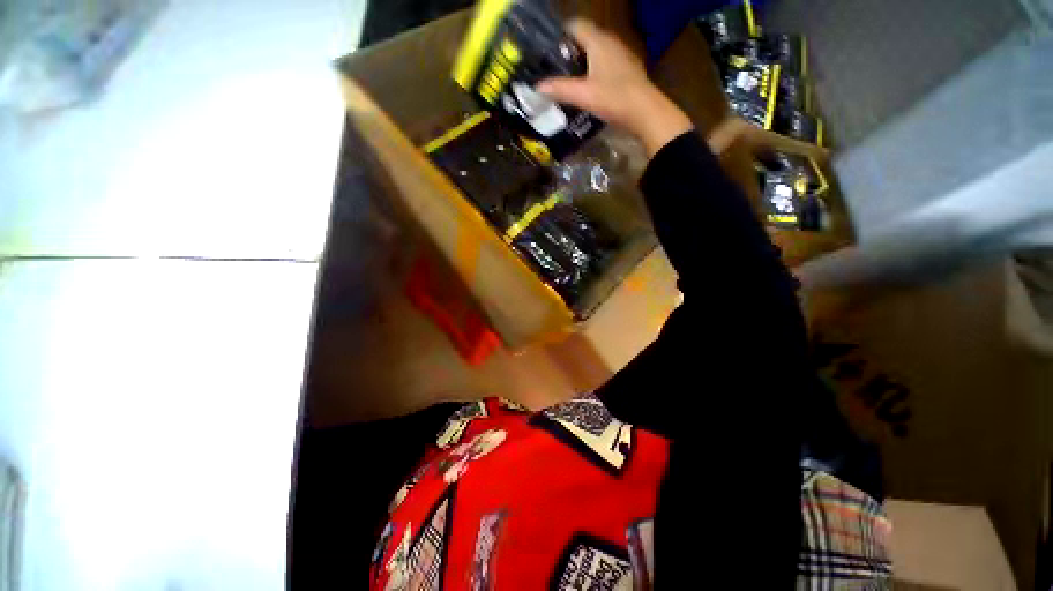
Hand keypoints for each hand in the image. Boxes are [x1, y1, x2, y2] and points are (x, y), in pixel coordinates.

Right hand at [537, 20, 693, 156]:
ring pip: (597, 52)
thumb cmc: (613, 98)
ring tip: (569, 79)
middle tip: (555, 68)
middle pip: (586, 39)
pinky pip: (606, 65)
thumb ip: (559, 89)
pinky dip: (595, 72)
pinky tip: (589, 89)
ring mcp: (622, 57)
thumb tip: (537, 87)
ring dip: (583, 62)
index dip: (561, 34)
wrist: (645, 113)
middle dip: (569, 50)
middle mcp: (611, 43)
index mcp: (599, 42)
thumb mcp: (583, 95)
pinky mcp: (628, 71)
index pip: (576, 26)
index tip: (547, 49)